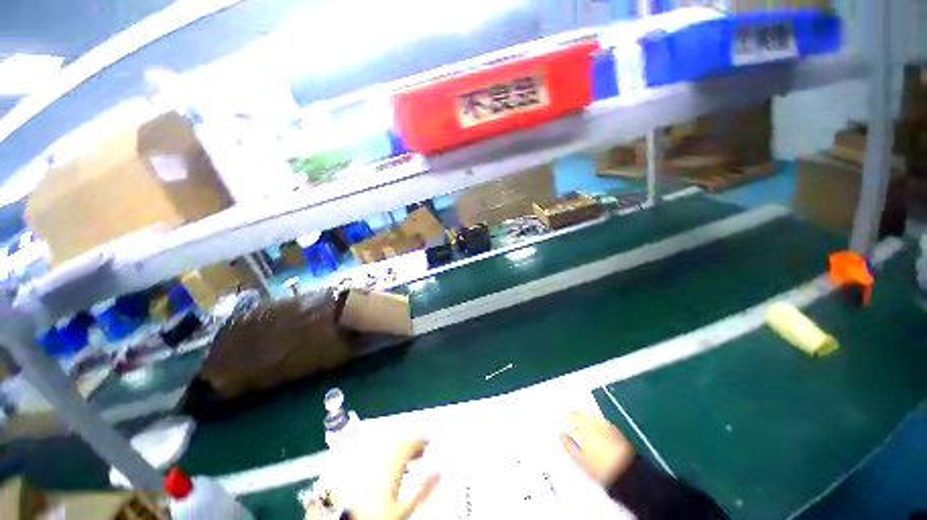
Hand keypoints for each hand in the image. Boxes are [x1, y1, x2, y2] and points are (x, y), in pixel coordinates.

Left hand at [349, 438, 440, 519]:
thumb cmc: (378, 515)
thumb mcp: (405, 507)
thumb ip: (423, 490)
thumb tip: (437, 473)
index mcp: (392, 466)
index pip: (409, 446)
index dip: (421, 442)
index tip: (429, 442)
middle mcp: (381, 463)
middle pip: (400, 448)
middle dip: (412, 447)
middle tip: (422, 450)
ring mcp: (371, 469)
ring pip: (391, 453)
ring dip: (403, 453)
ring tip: (412, 459)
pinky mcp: (365, 476)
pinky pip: (382, 460)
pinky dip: (393, 460)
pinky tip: (395, 469)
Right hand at [561, 410, 635, 486]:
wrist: (627, 472)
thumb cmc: (600, 468)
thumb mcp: (580, 460)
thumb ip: (569, 446)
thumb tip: (561, 435)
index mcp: (582, 428)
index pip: (570, 419)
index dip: (565, 418)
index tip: (561, 419)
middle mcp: (593, 423)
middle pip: (580, 415)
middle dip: (575, 415)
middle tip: (569, 416)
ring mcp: (605, 425)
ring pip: (591, 416)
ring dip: (585, 416)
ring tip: (581, 420)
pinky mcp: (615, 429)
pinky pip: (601, 420)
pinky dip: (596, 420)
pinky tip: (596, 426)